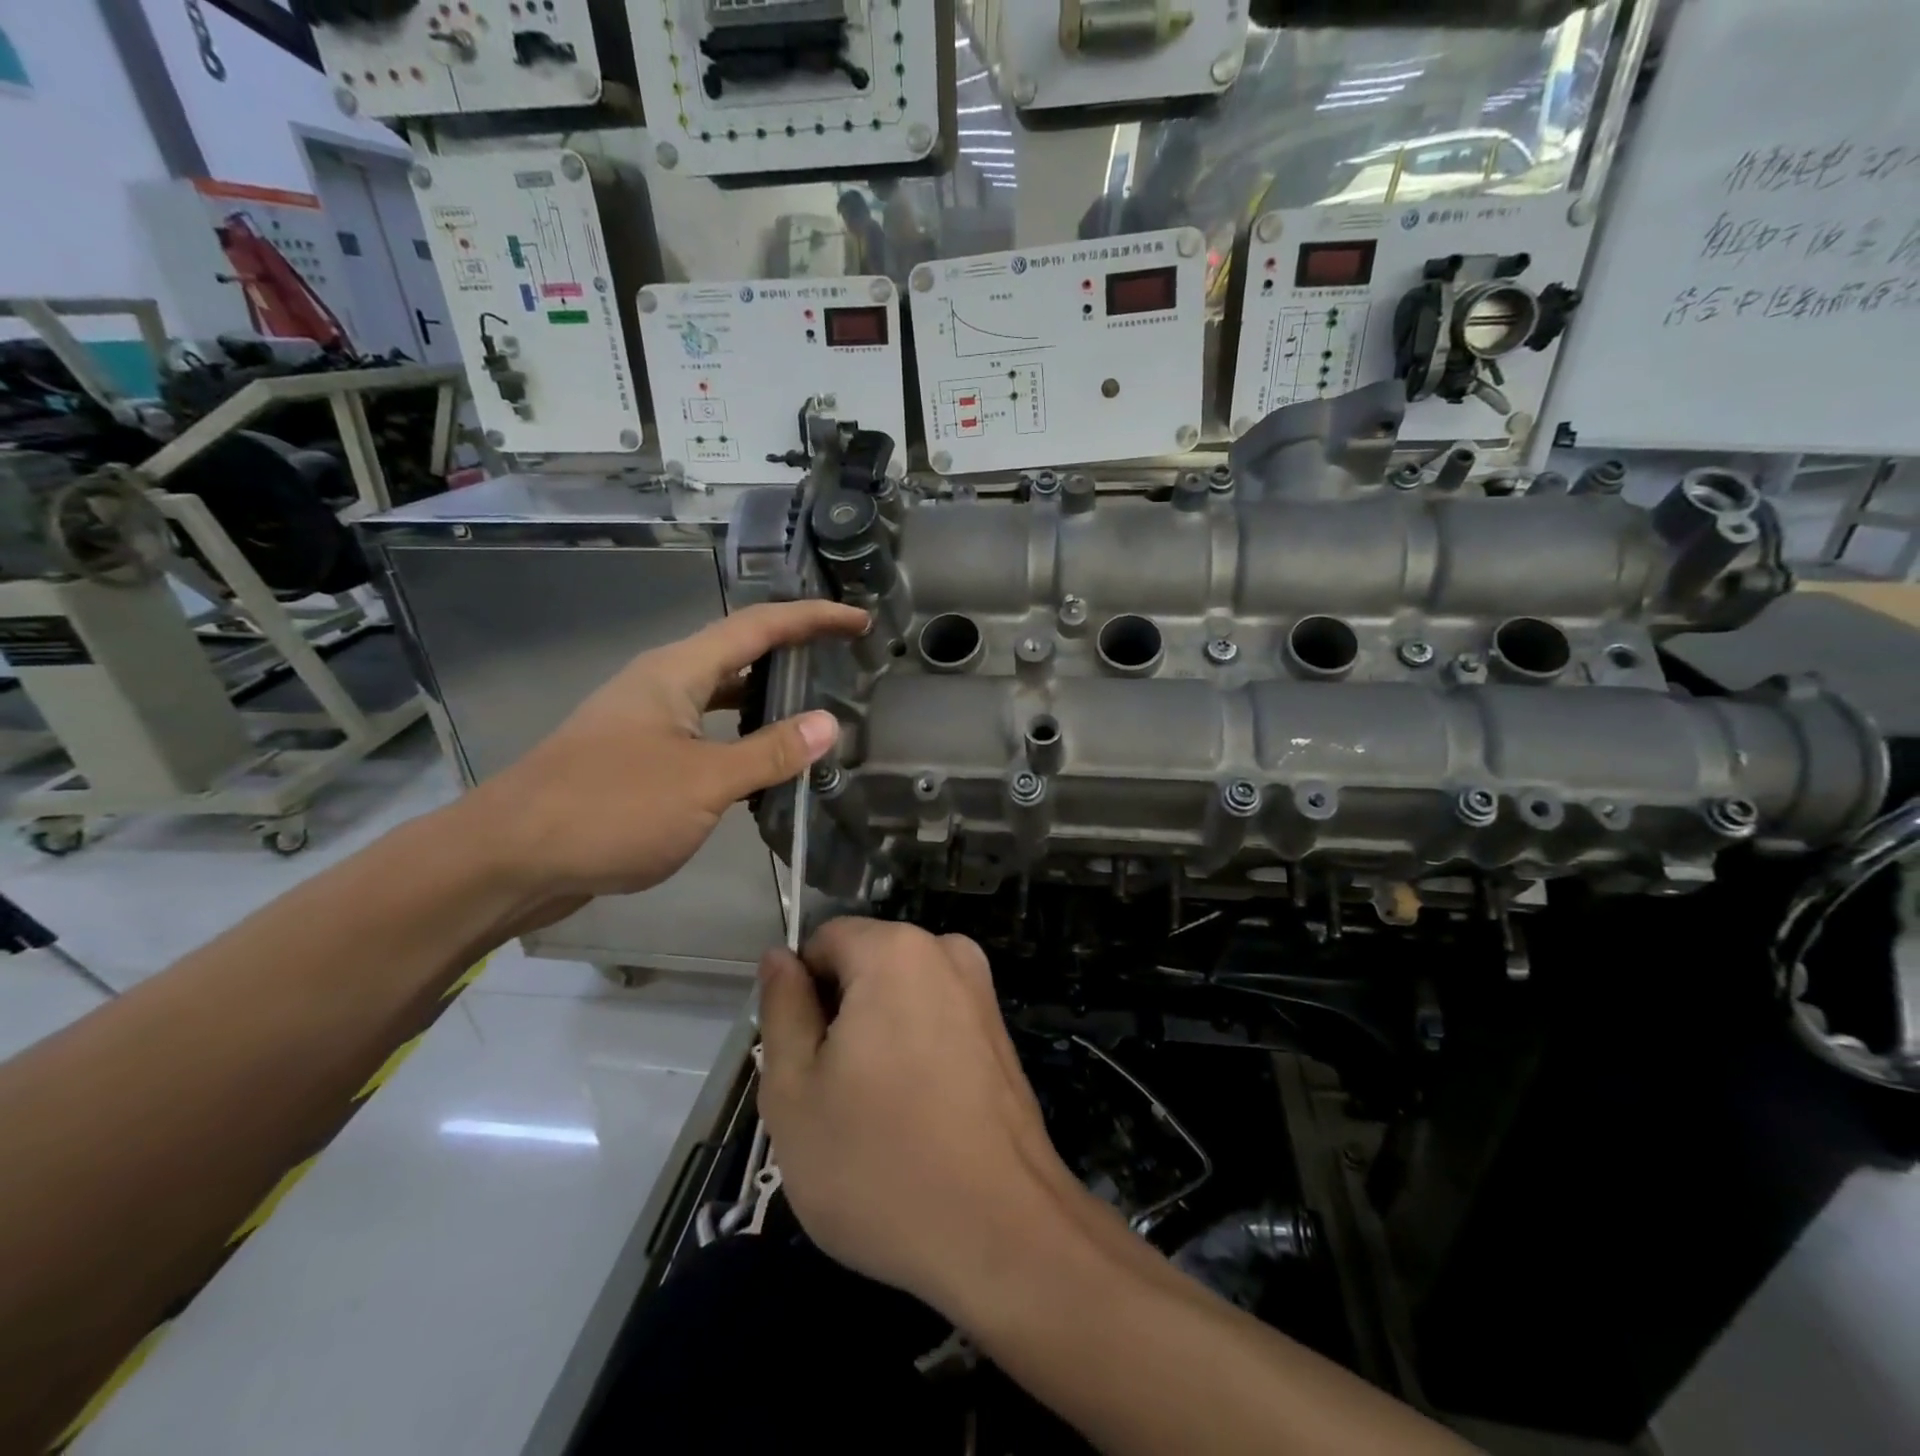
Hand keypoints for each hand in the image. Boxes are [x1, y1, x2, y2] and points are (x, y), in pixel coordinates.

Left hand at [467, 600, 867, 902]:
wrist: (509, 859)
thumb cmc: (609, 808)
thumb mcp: (703, 782)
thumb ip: (770, 753)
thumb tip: (830, 724)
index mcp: (676, 672)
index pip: (758, 627)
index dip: (812, 619)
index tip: (858, 621)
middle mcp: (661, 685)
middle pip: (738, 653)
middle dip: (791, 652)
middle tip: (842, 663)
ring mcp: (646, 722)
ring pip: (720, 697)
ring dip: (766, 698)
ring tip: (815, 709)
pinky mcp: (638, 760)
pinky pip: (704, 734)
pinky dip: (741, 739)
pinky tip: (762, 764)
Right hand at [757, 918, 1082, 1313]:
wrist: (1002, 1233)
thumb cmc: (879, 1163)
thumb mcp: (795, 1090)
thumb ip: (781, 1009)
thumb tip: (779, 957)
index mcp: (894, 950)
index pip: (823, 942)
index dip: (800, 996)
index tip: (803, 1060)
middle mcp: (946, 952)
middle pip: (864, 965)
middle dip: (838, 1017)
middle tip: (832, 1097)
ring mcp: (981, 992)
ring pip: (898, 996)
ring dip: (874, 1039)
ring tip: (872, 1115)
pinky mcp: (1000, 1032)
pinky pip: (934, 1021)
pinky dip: (912, 1053)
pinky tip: (914, 1119)